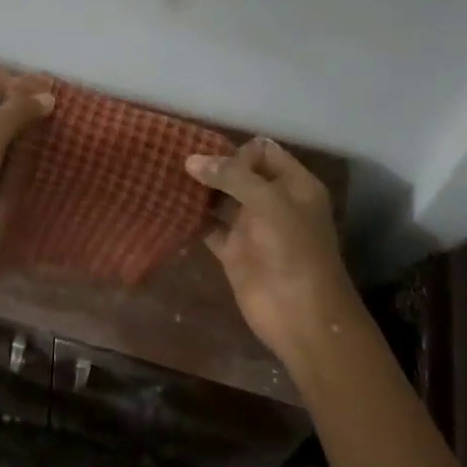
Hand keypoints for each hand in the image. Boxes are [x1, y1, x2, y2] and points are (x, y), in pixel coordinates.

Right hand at [187, 138, 360, 370]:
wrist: (302, 315)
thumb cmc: (294, 250)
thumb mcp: (269, 202)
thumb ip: (232, 176)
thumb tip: (191, 160)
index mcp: (294, 185)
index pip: (263, 152)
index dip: (237, 151)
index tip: (210, 157)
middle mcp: (273, 201)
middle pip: (239, 173)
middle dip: (211, 166)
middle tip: (173, 159)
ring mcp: (252, 227)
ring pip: (221, 199)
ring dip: (198, 190)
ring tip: (164, 176)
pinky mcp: (234, 252)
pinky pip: (209, 227)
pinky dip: (192, 218)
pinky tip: (167, 207)